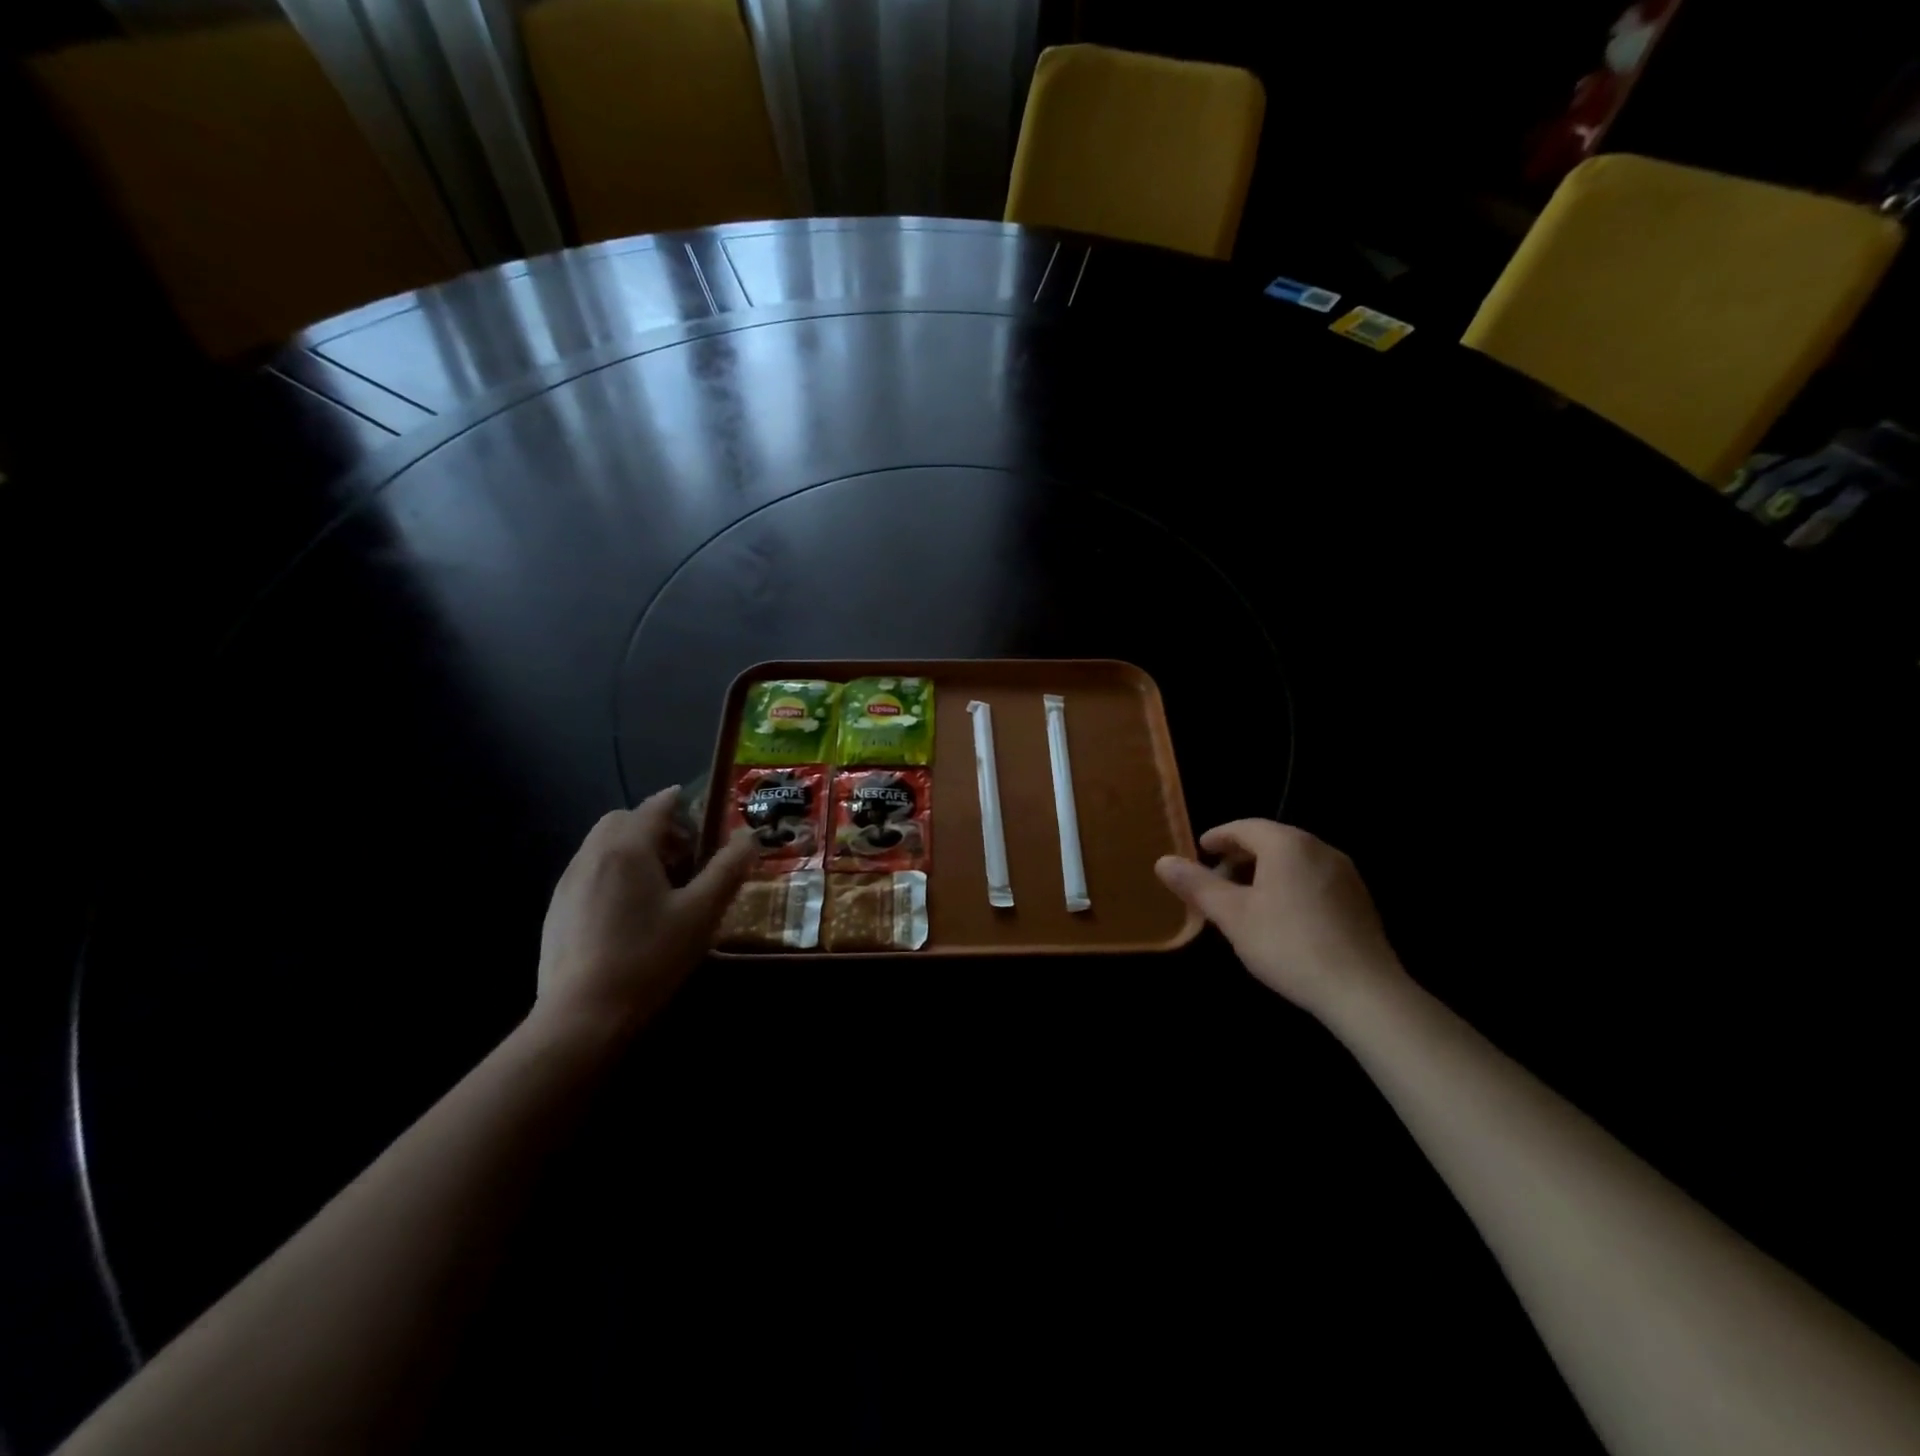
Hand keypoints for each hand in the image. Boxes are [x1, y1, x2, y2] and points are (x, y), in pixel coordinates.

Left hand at [534, 787, 754, 1032]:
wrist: (582, 1016)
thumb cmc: (649, 956)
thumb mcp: (702, 912)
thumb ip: (728, 868)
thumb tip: (749, 835)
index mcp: (628, 847)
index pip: (656, 805)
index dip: (682, 802)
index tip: (704, 812)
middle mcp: (592, 855)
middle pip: (624, 820)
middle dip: (656, 826)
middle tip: (685, 854)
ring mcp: (568, 883)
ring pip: (603, 845)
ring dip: (633, 848)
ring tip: (661, 885)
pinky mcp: (556, 910)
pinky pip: (589, 872)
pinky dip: (613, 872)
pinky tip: (631, 913)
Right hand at [1155, 820, 1407, 1020]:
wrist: (1363, 991)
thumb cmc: (1288, 945)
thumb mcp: (1232, 916)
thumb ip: (1197, 885)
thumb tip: (1162, 861)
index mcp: (1287, 844)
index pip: (1244, 827)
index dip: (1218, 837)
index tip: (1199, 852)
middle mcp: (1320, 848)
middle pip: (1271, 840)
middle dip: (1240, 856)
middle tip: (1216, 879)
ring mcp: (1345, 874)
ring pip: (1294, 860)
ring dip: (1265, 872)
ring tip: (1245, 900)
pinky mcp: (1360, 900)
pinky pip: (1314, 878)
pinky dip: (1289, 885)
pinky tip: (1281, 917)